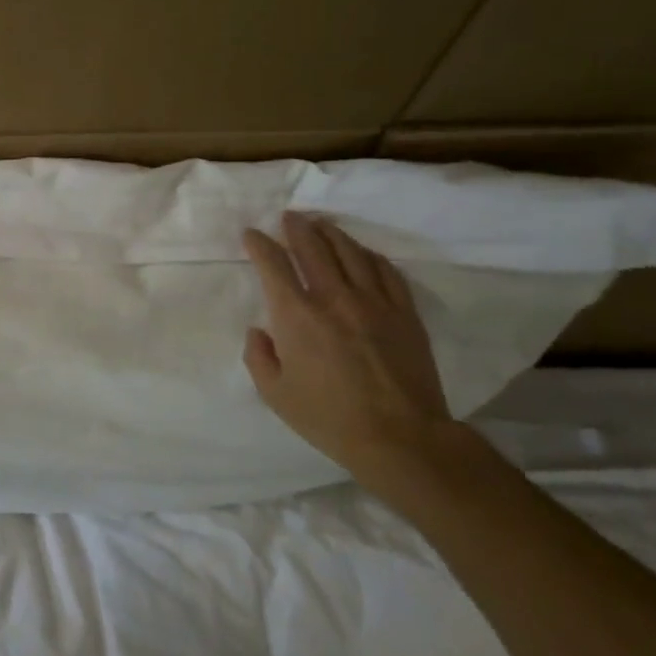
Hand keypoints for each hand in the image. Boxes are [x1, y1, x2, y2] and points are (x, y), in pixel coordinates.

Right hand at [243, 211, 465, 490]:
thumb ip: (259, 357)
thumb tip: (259, 331)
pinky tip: (362, 254)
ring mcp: (373, 302)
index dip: (259, 244)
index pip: (273, 264)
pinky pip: (385, 271)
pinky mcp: (404, 313)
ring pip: (350, 252)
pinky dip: (369, 256)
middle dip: (297, 228)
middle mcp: (333, 298)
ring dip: (332, 234)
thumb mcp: (275, 394)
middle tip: (289, 218)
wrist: (400, 437)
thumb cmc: (328, 418)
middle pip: (313, 248)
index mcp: (296, 316)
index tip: (251, 234)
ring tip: (322, 226)